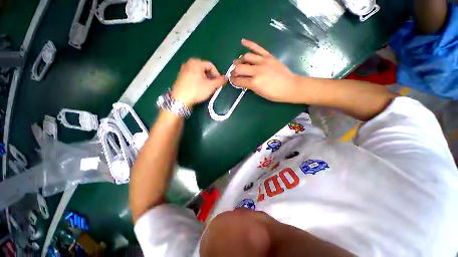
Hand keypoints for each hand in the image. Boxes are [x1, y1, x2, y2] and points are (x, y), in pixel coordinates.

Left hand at [171, 59, 226, 106]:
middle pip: (204, 69)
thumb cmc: (196, 90)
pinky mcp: (180, 77)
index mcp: (196, 62)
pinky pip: (192, 76)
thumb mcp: (211, 86)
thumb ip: (220, 81)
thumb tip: (226, 78)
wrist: (180, 99)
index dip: (217, 74)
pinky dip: (198, 80)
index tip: (219, 83)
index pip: (211, 66)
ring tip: (207, 88)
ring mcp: (183, 70)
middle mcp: (189, 63)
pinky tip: (199, 88)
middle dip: (211, 77)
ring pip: (198, 73)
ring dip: (205, 79)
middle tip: (213, 86)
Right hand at [230, 39, 300, 102]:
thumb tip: (243, 81)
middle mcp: (257, 71)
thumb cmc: (275, 94)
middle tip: (234, 73)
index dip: (233, 80)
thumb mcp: (260, 93)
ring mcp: (263, 62)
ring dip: (240, 60)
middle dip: (234, 71)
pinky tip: (243, 41)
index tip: (231, 80)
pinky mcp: (269, 56)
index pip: (238, 80)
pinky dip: (249, 44)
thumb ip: (250, 86)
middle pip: (239, 67)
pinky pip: (257, 48)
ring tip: (239, 63)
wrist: (290, 86)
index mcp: (254, 83)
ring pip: (246, 57)